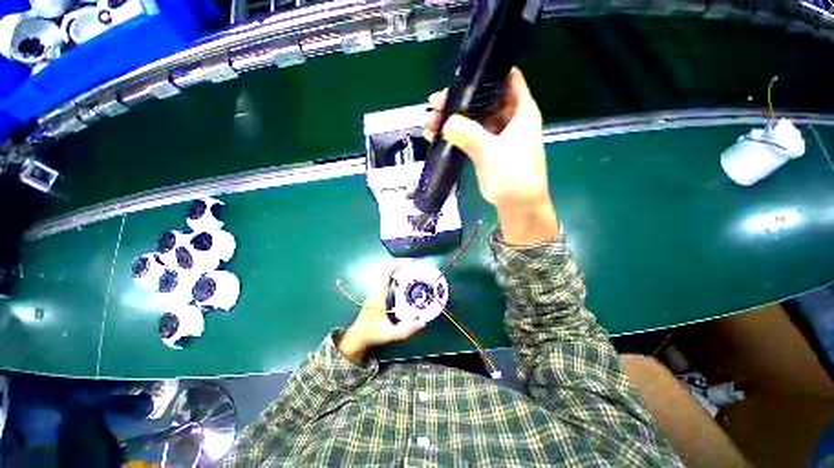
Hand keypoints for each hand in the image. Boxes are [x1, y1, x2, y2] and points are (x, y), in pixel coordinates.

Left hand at [339, 271, 424, 363]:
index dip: (397, 265)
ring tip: (413, 268)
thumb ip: (405, 330)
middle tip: (415, 264)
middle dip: (401, 264)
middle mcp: (376, 289)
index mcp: (378, 295)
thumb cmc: (372, 333)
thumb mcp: (389, 334)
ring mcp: (376, 290)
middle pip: (387, 270)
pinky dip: (396, 274)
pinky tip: (405, 278)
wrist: (358, 336)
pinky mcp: (378, 292)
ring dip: (398, 268)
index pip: (386, 274)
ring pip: (387, 273)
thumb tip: (423, 323)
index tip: (410, 262)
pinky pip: (387, 278)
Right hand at [424, 68, 558, 245]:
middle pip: (483, 100)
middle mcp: (508, 119)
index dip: (487, 72)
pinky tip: (434, 136)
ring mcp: (495, 135)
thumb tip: (446, 122)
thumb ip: (471, 136)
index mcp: (520, 111)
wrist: (517, 205)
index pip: (507, 79)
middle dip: (459, 100)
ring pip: (472, 119)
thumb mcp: (493, 153)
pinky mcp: (485, 150)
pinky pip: (467, 136)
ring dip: (452, 119)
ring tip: (429, 122)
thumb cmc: (514, 176)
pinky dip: (453, 136)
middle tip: (435, 103)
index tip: (463, 74)